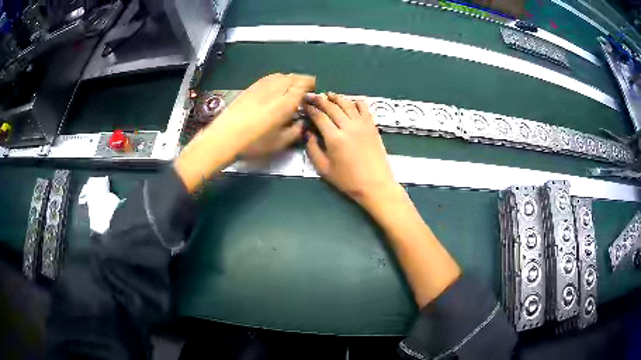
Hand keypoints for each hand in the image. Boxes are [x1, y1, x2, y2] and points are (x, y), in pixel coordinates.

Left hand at [175, 73, 314, 192]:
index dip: (311, 87)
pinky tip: (275, 90)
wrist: (224, 137)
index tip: (312, 95)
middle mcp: (276, 88)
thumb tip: (302, 123)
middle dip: (302, 83)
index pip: (305, 84)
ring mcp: (262, 85)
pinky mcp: (251, 87)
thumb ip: (296, 131)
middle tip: (303, 95)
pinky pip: (269, 78)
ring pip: (282, 75)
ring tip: (290, 91)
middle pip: (294, 77)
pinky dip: (277, 80)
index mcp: (286, 101)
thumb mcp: (280, 143)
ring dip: (290, 80)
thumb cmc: (254, 142)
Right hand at [305, 93, 399, 208]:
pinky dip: (356, 102)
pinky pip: (364, 108)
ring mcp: (362, 125)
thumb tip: (308, 133)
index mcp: (334, 138)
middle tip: (312, 96)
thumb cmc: (348, 180)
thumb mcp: (324, 169)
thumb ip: (313, 149)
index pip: (319, 116)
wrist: (375, 184)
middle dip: (320, 99)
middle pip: (332, 107)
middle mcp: (348, 126)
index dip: (310, 109)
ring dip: (336, 97)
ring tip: (328, 94)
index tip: (304, 104)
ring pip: (347, 104)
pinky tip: (351, 101)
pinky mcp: (372, 126)